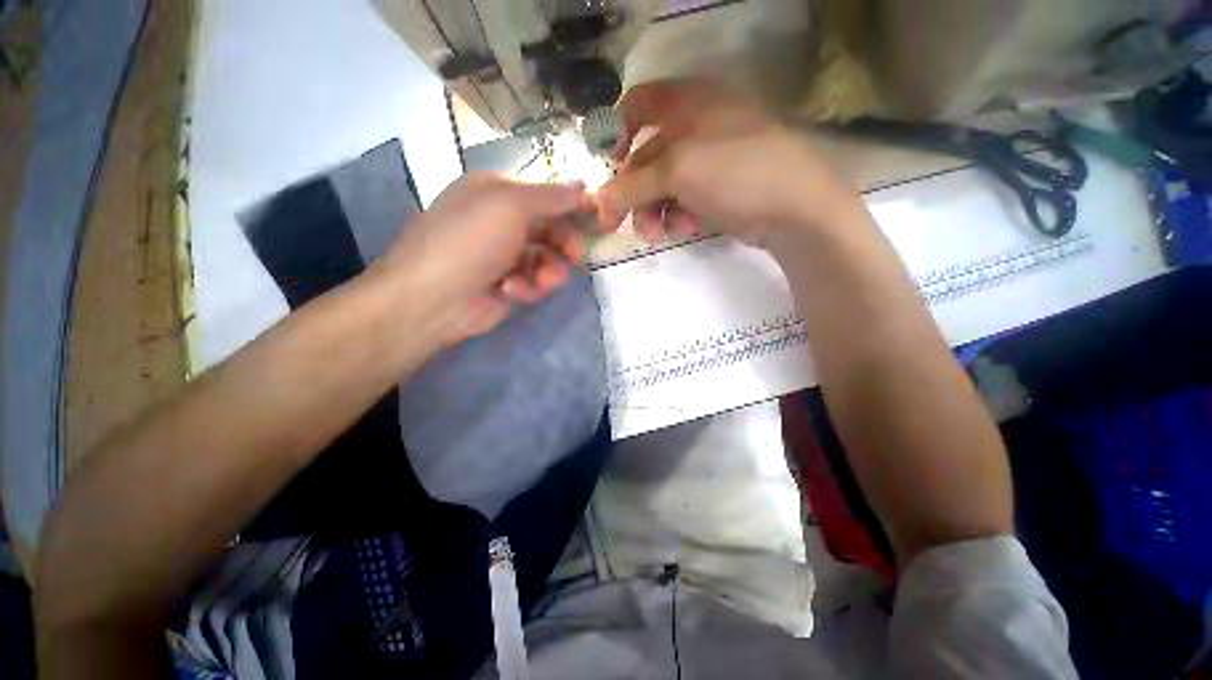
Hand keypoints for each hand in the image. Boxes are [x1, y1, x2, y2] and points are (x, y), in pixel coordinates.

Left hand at [375, 173, 597, 343]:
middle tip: (576, 256)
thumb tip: (583, 185)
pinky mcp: (509, 284)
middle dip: (566, 243)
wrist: (435, 299)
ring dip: (550, 270)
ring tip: (542, 280)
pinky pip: (535, 281)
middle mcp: (502, 221)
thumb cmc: (470, 241)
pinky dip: (530, 286)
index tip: (597, 218)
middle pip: (551, 228)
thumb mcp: (509, 205)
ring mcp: (505, 255)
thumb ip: (550, 197)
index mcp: (497, 192)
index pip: (546, 194)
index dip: (572, 206)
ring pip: (547, 258)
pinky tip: (513, 290)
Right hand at [598, 78, 859, 245]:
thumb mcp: (677, 172)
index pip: (639, 103)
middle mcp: (697, 125)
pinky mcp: (720, 188)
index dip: (618, 132)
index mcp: (688, 102)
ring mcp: (711, 159)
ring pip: (665, 185)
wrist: (796, 208)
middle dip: (633, 194)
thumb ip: (633, 186)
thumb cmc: (734, 172)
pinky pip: (686, 199)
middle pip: (648, 157)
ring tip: (659, 234)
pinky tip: (687, 229)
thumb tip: (600, 202)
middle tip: (619, 225)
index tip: (610, 166)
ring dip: (655, 211)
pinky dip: (679, 215)